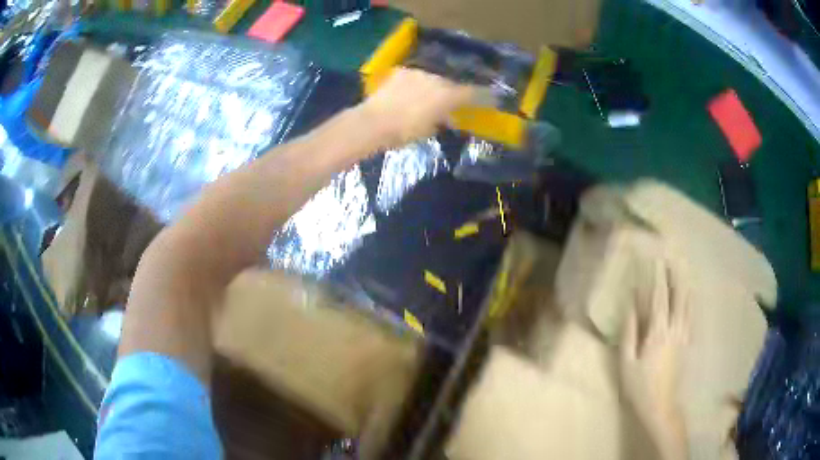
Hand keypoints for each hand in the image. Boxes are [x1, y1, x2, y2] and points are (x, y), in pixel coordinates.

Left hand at [358, 68, 480, 147]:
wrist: (372, 122)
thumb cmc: (403, 132)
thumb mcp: (429, 131)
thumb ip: (442, 121)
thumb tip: (447, 117)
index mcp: (447, 96)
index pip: (474, 93)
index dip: (486, 96)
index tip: (495, 97)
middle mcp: (436, 79)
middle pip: (452, 84)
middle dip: (455, 92)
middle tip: (452, 101)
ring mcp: (418, 73)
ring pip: (433, 78)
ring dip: (434, 87)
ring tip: (427, 97)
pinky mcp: (401, 71)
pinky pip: (415, 77)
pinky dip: (416, 84)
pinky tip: (409, 92)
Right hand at [620, 260, 689, 459]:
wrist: (661, 406)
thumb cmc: (639, 386)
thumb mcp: (626, 362)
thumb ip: (629, 333)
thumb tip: (631, 307)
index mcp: (657, 332)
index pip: (658, 298)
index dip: (657, 278)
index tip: (655, 260)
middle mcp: (674, 329)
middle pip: (677, 297)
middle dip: (674, 277)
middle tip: (671, 259)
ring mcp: (683, 336)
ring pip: (687, 305)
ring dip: (685, 286)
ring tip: (684, 271)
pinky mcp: (687, 344)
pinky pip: (692, 317)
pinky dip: (692, 303)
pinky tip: (692, 298)